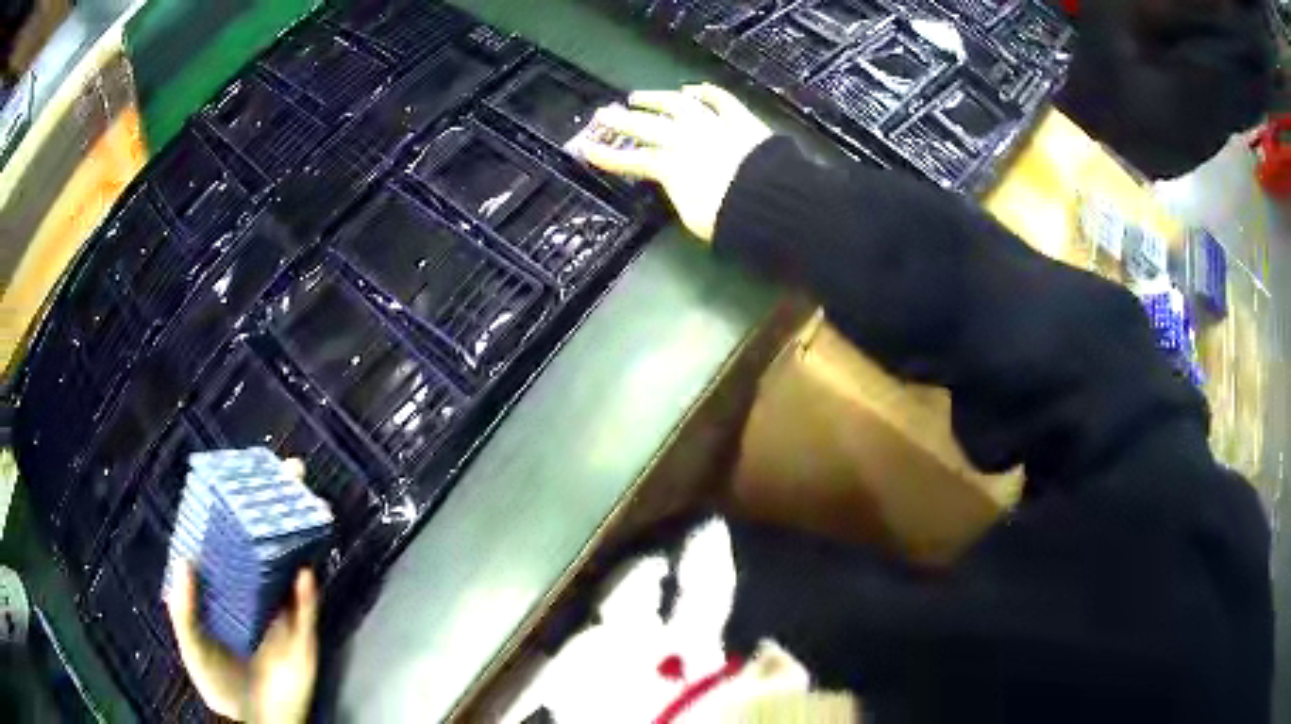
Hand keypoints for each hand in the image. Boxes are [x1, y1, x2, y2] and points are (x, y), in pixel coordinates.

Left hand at [167, 460, 319, 722]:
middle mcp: (255, 593)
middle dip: (280, 509)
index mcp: (227, 588)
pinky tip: (303, 572)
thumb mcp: (193, 646)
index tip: (247, 473)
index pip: (234, 539)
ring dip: (300, 540)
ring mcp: (280, 615)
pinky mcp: (302, 639)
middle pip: (268, 543)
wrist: (256, 723)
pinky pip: (305, 610)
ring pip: (291, 569)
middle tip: (292, 473)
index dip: (241, 506)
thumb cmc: (218, 683)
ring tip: (308, 508)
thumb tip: (185, 559)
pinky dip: (305, 592)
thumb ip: (184, 610)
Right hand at [572, 83, 771, 242]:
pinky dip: (706, 92)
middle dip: (622, 120)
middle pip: (647, 126)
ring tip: (639, 97)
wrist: (770, 198)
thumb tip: (674, 183)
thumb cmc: (730, 216)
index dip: (607, 156)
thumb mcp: (694, 216)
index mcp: (671, 166)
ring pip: (678, 105)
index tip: (587, 149)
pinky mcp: (739, 120)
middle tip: (604, 114)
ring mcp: (713, 125)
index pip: (631, 159)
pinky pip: (720, 100)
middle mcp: (686, 139)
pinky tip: (693, 89)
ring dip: (656, 99)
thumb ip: (679, 193)